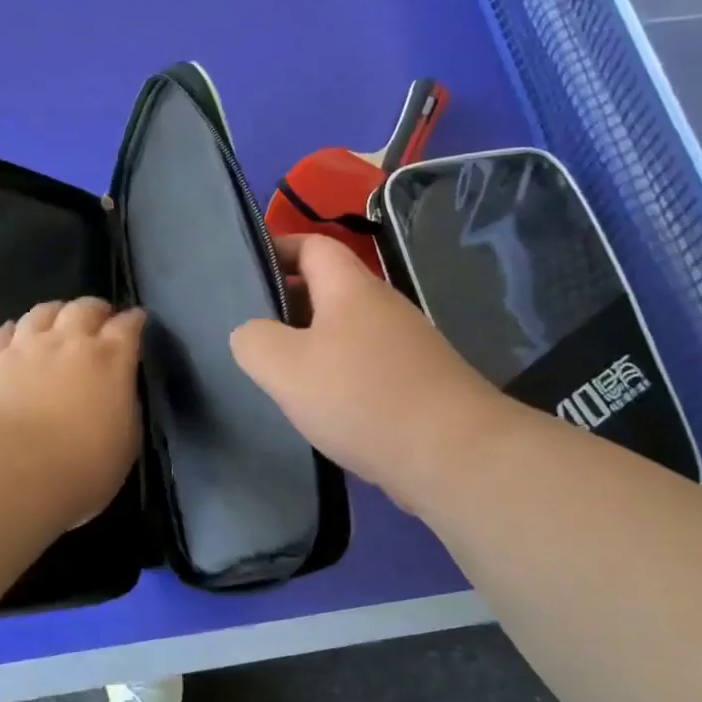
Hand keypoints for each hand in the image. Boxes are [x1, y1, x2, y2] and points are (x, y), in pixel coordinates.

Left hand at [0, 298, 146, 527]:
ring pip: (43, 311)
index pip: (128, 326)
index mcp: (110, 360)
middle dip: (95, 310)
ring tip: (57, 320)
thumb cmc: (79, 466)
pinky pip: (3, 332)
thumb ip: (124, 410)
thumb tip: (117, 397)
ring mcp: (26, 346)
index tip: (136, 321)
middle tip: (99, 318)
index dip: (134, 321)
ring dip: (55, 312)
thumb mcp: (125, 445)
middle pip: (85, 308)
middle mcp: (69, 341)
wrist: (7, 467)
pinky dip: (13, 330)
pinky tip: (13, 336)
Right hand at [230, 234, 514, 513]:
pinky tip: (321, 406)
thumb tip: (250, 333)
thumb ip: (254, 341)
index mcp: (351, 289)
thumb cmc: (363, 398)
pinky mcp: (418, 381)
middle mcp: (383, 306)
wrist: (455, 456)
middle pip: (329, 288)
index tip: (246, 269)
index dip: (279, 248)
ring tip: (278, 372)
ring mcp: (406, 344)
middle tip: (251, 329)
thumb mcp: (286, 368)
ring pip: (345, 330)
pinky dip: (337, 373)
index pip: (314, 245)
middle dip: (288, 302)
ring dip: (311, 342)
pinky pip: (365, 363)